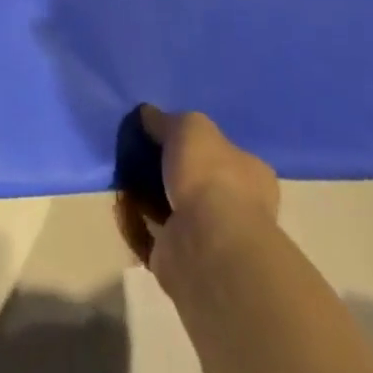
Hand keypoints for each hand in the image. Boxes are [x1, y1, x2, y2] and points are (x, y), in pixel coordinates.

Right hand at [120, 105, 280, 293]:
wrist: (207, 244)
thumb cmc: (211, 176)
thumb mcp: (189, 127)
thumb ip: (167, 120)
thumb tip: (148, 114)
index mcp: (251, 173)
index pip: (223, 151)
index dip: (193, 142)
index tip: (162, 133)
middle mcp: (238, 205)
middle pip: (196, 179)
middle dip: (168, 170)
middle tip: (137, 153)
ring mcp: (212, 235)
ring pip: (174, 206)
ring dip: (150, 195)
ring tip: (123, 175)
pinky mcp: (185, 257)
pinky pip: (155, 231)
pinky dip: (139, 220)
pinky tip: (121, 203)